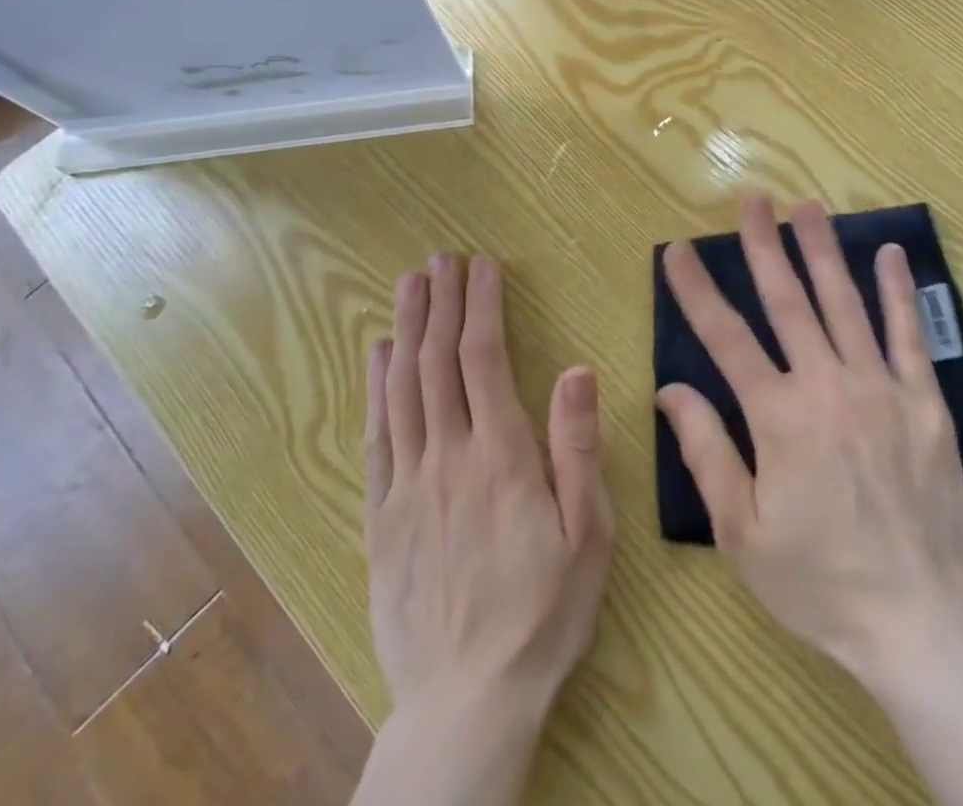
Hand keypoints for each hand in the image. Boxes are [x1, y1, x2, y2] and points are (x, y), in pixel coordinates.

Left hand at [365, 253, 613, 725]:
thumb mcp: (587, 533)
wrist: (467, 704)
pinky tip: (377, 354)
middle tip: (441, 258)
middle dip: (441, 303)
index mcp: (502, 456)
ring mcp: (408, 485)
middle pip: (437, 362)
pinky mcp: (381, 517)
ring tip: (409, 285)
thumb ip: (576, 447)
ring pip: (401, 389)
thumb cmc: (543, 613)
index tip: (482, 266)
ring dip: (406, 329)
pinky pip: (375, 437)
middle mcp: (448, 457)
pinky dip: (374, 387)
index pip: (485, 359)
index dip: (482, 305)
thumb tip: (576, 369)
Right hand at [656, 196, 962, 681]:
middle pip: (787, 302)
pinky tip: (890, 254)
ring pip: (844, 303)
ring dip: (823, 251)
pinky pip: (909, 335)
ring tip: (808, 207)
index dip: (697, 290)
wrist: (917, 619)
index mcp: (777, 416)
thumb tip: (672, 389)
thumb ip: (706, 452)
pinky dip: (898, 292)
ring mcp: (880, 387)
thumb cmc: (818, 579)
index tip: (678, 250)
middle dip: (764, 246)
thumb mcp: (742, 531)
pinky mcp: (924, 401)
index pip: (725, 337)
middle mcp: (826, 385)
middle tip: (752, 199)